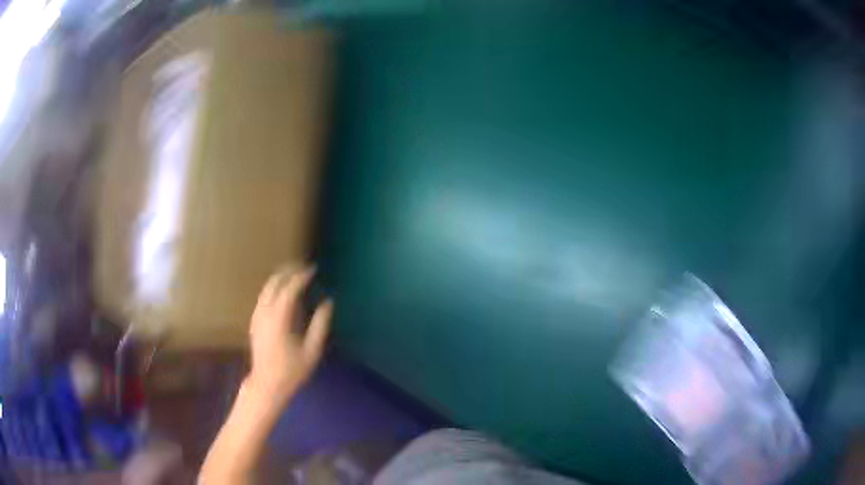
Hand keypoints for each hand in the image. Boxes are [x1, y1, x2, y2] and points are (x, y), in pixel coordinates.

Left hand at [247, 266, 333, 402]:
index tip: (313, 269)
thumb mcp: (312, 351)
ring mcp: (257, 316)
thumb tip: (328, 302)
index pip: (289, 290)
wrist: (267, 384)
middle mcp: (265, 313)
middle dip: (288, 272)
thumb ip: (320, 325)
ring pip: (266, 288)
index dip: (301, 277)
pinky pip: (263, 297)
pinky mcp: (254, 321)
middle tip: (304, 267)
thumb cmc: (291, 370)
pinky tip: (282, 292)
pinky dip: (273, 288)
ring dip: (280, 278)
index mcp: (279, 319)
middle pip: (274, 284)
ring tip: (294, 274)